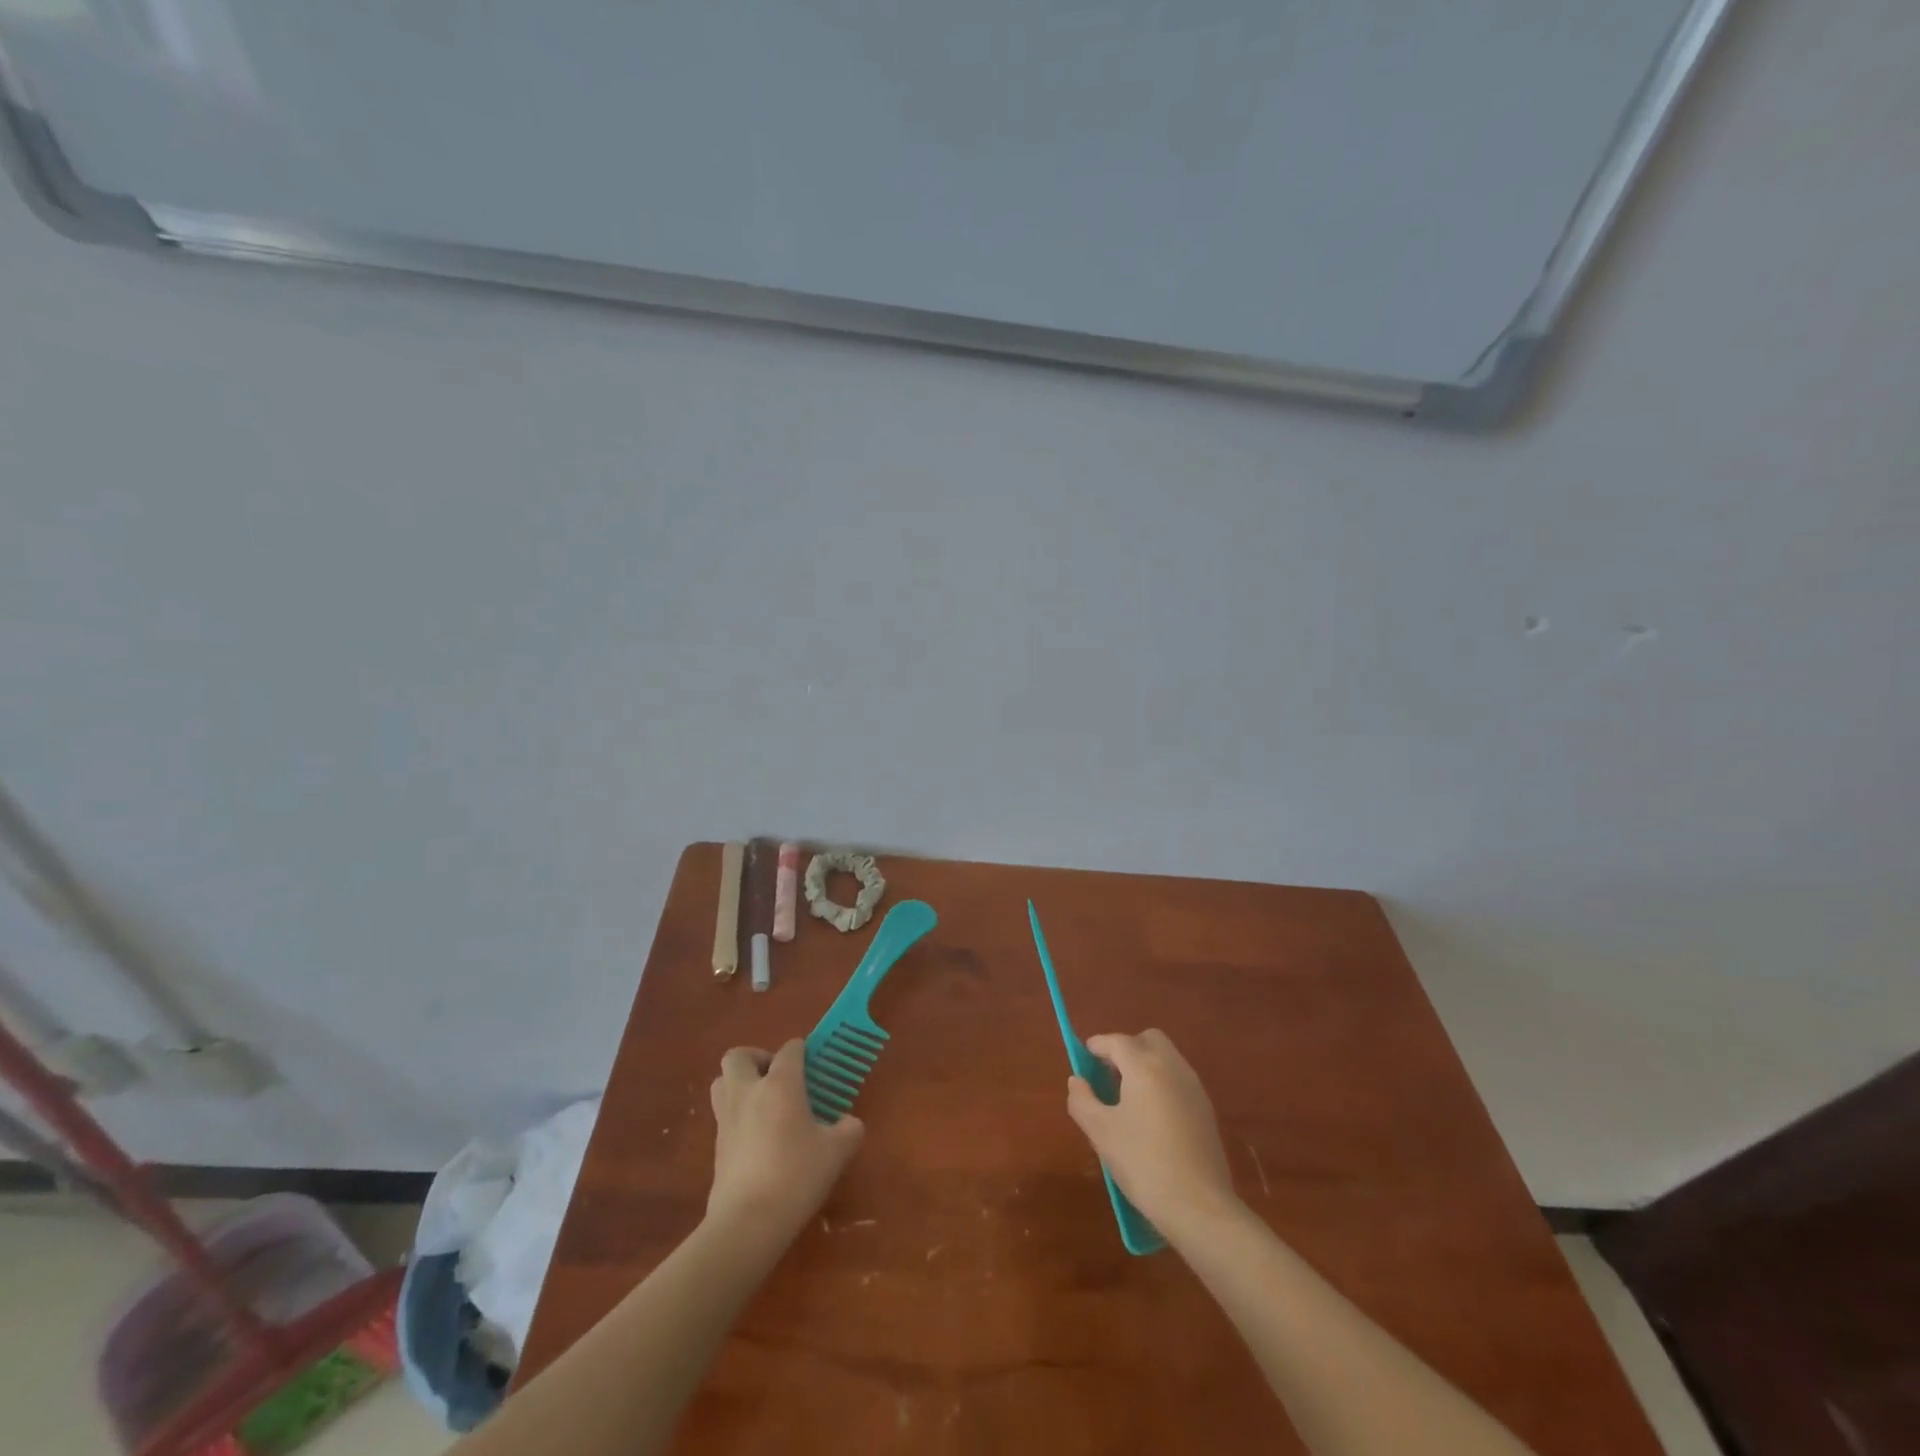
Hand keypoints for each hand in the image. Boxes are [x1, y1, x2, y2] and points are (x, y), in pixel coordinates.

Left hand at [707, 1040, 863, 1235]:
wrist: (747, 1223)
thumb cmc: (796, 1176)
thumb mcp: (836, 1152)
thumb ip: (848, 1131)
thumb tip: (850, 1124)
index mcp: (780, 1084)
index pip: (790, 1050)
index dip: (802, 1051)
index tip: (812, 1064)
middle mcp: (749, 1092)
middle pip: (739, 1056)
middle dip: (758, 1059)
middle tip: (778, 1078)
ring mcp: (727, 1119)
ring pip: (722, 1082)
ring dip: (739, 1083)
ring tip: (763, 1103)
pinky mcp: (716, 1146)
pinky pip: (723, 1115)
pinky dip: (737, 1115)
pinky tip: (758, 1138)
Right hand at [1066, 1029, 1238, 1238]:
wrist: (1199, 1206)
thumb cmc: (1143, 1163)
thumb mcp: (1100, 1132)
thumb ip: (1082, 1100)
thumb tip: (1077, 1081)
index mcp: (1145, 1066)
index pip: (1117, 1041)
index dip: (1097, 1046)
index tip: (1084, 1058)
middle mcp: (1172, 1067)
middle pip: (1147, 1039)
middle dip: (1126, 1049)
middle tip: (1109, 1075)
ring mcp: (1194, 1087)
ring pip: (1166, 1058)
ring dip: (1145, 1065)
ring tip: (1128, 1098)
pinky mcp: (1206, 1109)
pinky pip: (1178, 1080)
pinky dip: (1161, 1083)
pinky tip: (1152, 1117)